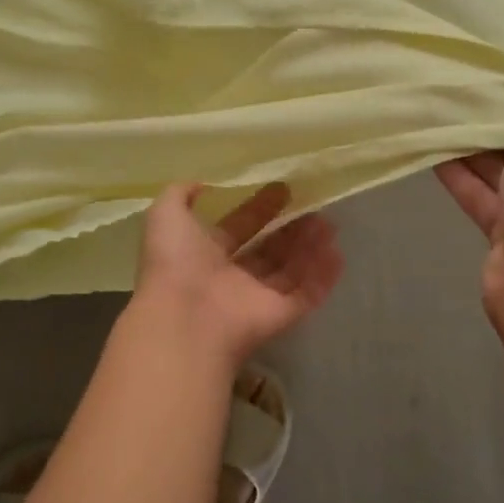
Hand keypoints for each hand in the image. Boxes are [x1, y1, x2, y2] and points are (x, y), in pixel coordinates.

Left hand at [132, 182, 341, 369]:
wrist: (186, 319)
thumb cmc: (175, 262)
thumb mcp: (166, 215)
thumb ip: (180, 194)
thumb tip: (201, 183)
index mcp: (204, 254)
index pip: (238, 227)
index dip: (259, 208)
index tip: (282, 187)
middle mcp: (232, 277)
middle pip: (268, 250)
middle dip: (290, 228)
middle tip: (314, 206)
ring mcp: (256, 299)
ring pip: (290, 270)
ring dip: (309, 247)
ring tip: (330, 223)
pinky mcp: (279, 316)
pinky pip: (306, 295)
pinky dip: (322, 277)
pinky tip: (337, 254)